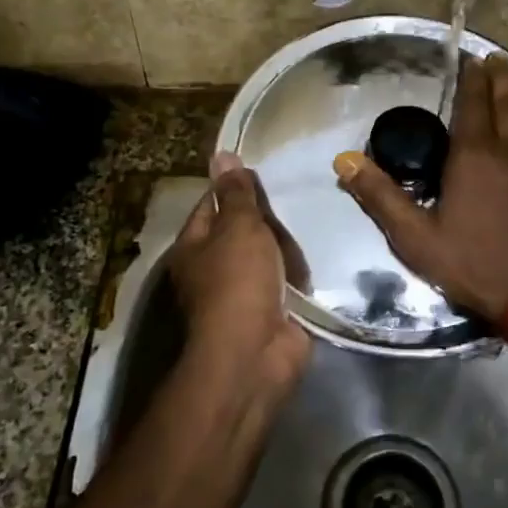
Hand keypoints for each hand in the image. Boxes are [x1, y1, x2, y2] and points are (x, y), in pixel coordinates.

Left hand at [168, 152, 310, 390]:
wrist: (256, 353)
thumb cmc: (238, 281)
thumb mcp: (238, 227)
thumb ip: (237, 193)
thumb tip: (222, 155)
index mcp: (193, 247)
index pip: (210, 204)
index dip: (233, 188)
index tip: (262, 175)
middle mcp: (211, 269)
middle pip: (240, 231)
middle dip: (264, 220)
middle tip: (291, 203)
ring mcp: (240, 293)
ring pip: (265, 256)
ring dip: (284, 248)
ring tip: (307, 228)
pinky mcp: (268, 312)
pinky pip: (284, 282)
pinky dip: (296, 275)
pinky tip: (313, 261)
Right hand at [333, 55, 507, 325]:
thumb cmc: (476, 264)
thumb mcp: (416, 238)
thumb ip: (380, 197)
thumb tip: (345, 161)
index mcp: (473, 157)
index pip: (472, 107)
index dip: (472, 81)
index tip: (474, 59)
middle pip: (506, 104)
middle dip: (502, 76)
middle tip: (500, 55)